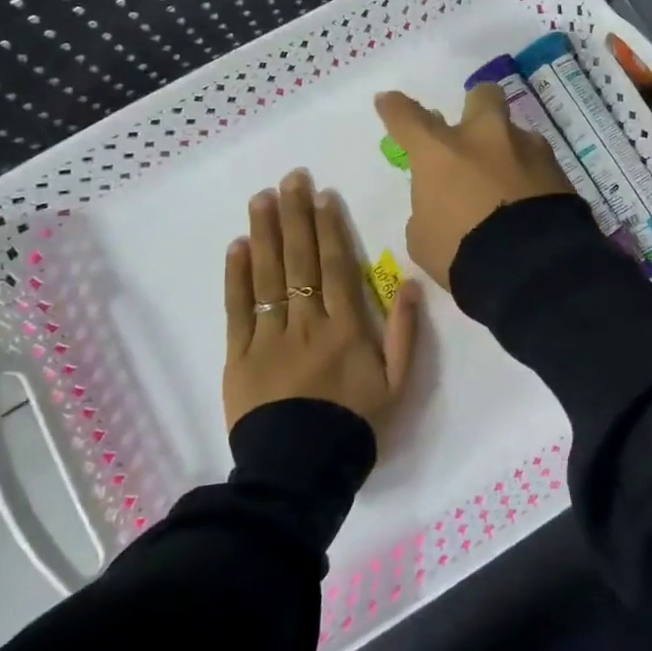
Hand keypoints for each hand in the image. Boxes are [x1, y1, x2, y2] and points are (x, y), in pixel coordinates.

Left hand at [223, 169, 418, 439]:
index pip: (337, 265)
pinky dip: (237, 276)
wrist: (301, 472)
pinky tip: (238, 246)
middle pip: (301, 259)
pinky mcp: (240, 355)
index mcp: (346, 327)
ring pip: (269, 275)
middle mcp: (307, 322)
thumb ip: (406, 332)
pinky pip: (238, 309)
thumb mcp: (398, 384)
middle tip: (289, 178)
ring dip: (266, 233)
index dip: (330, 226)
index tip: (322, 194)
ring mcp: (270, 336)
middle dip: (296, 215)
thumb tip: (413, 284)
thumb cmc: (355, 425)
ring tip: (262, 197)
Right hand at [374, 85, 573, 289]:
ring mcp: (526, 148)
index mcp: (440, 151)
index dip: (394, 108)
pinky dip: (531, 178)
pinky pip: (538, 165)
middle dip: (476, 108)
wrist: (531, 269)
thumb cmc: (461, 253)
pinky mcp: (558, 169)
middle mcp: (484, 137)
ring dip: (508, 153)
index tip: (388, 101)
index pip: (407, 117)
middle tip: (473, 136)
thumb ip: (428, 209)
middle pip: (482, 96)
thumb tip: (443, 202)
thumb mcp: (424, 238)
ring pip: (515, 135)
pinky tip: (530, 205)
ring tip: (508, 189)